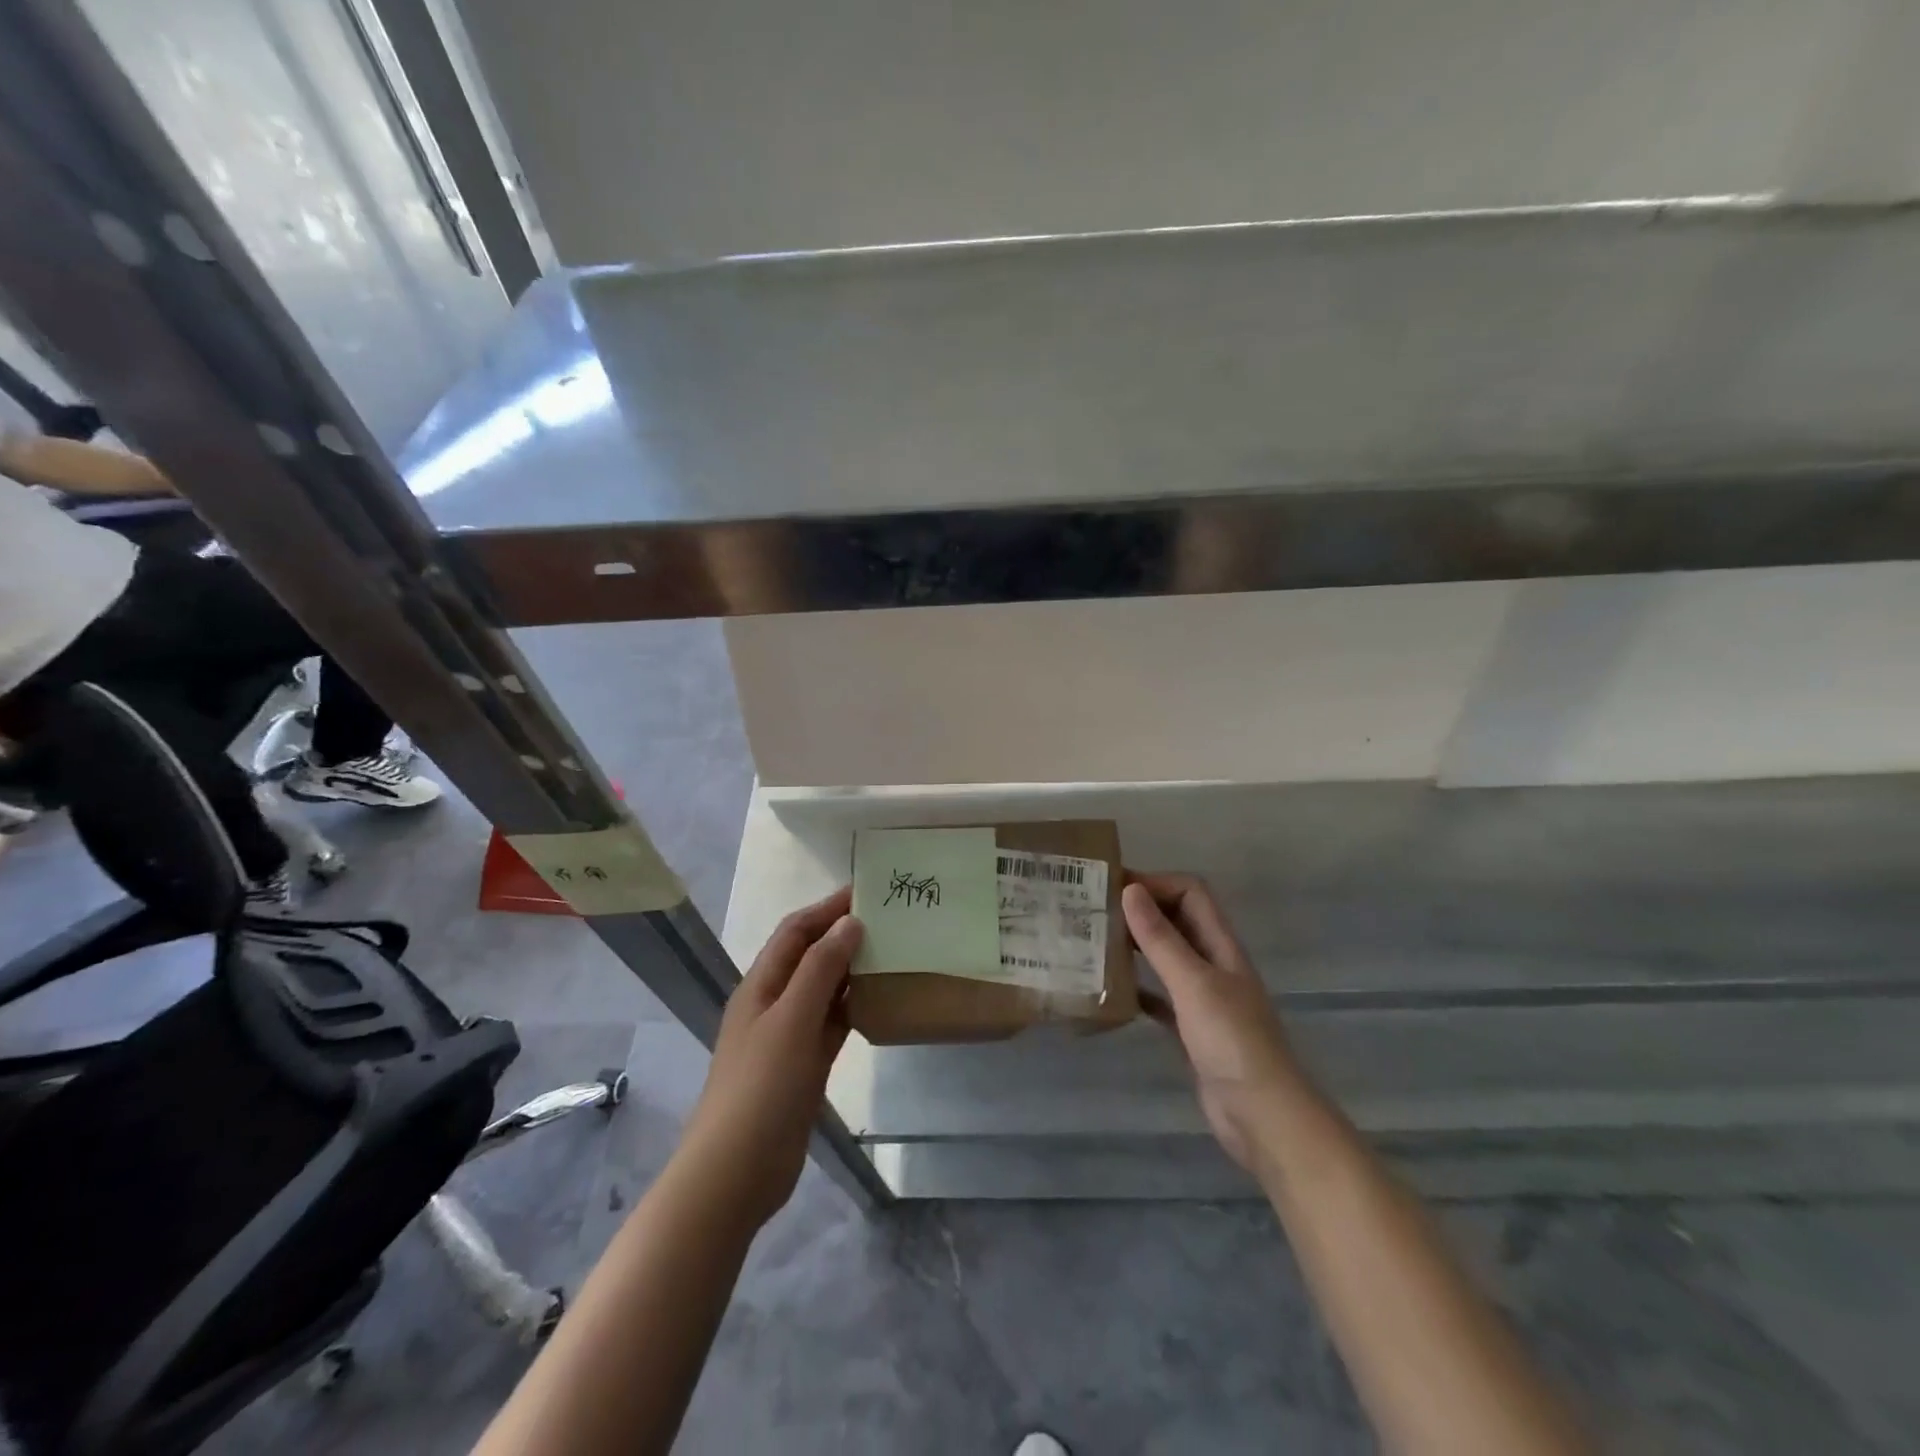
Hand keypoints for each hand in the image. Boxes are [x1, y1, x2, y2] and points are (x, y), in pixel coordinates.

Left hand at [681, 887, 861, 1227]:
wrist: (736, 1173)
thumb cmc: (762, 1087)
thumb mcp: (792, 1020)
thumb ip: (821, 969)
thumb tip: (850, 923)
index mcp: (761, 985)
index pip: (795, 931)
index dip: (827, 908)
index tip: (868, 892)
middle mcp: (773, 1003)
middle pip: (809, 956)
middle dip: (842, 935)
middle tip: (890, 922)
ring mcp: (787, 1037)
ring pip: (823, 990)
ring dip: (851, 971)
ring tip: (893, 954)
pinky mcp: (803, 1066)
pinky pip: (832, 1025)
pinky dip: (852, 1009)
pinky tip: (880, 1003)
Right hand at [1123, 874, 1305, 1170]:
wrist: (1263, 1117)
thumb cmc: (1232, 1042)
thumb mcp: (1193, 984)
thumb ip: (1161, 939)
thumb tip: (1130, 890)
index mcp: (1220, 945)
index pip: (1190, 892)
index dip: (1155, 883)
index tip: (1112, 888)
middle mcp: (1213, 964)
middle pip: (1177, 920)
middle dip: (1140, 910)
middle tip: (1094, 911)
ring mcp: (1203, 998)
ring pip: (1166, 957)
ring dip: (1135, 946)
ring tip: (1094, 942)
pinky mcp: (1191, 1029)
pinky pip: (1159, 997)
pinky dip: (1136, 988)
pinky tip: (1109, 990)